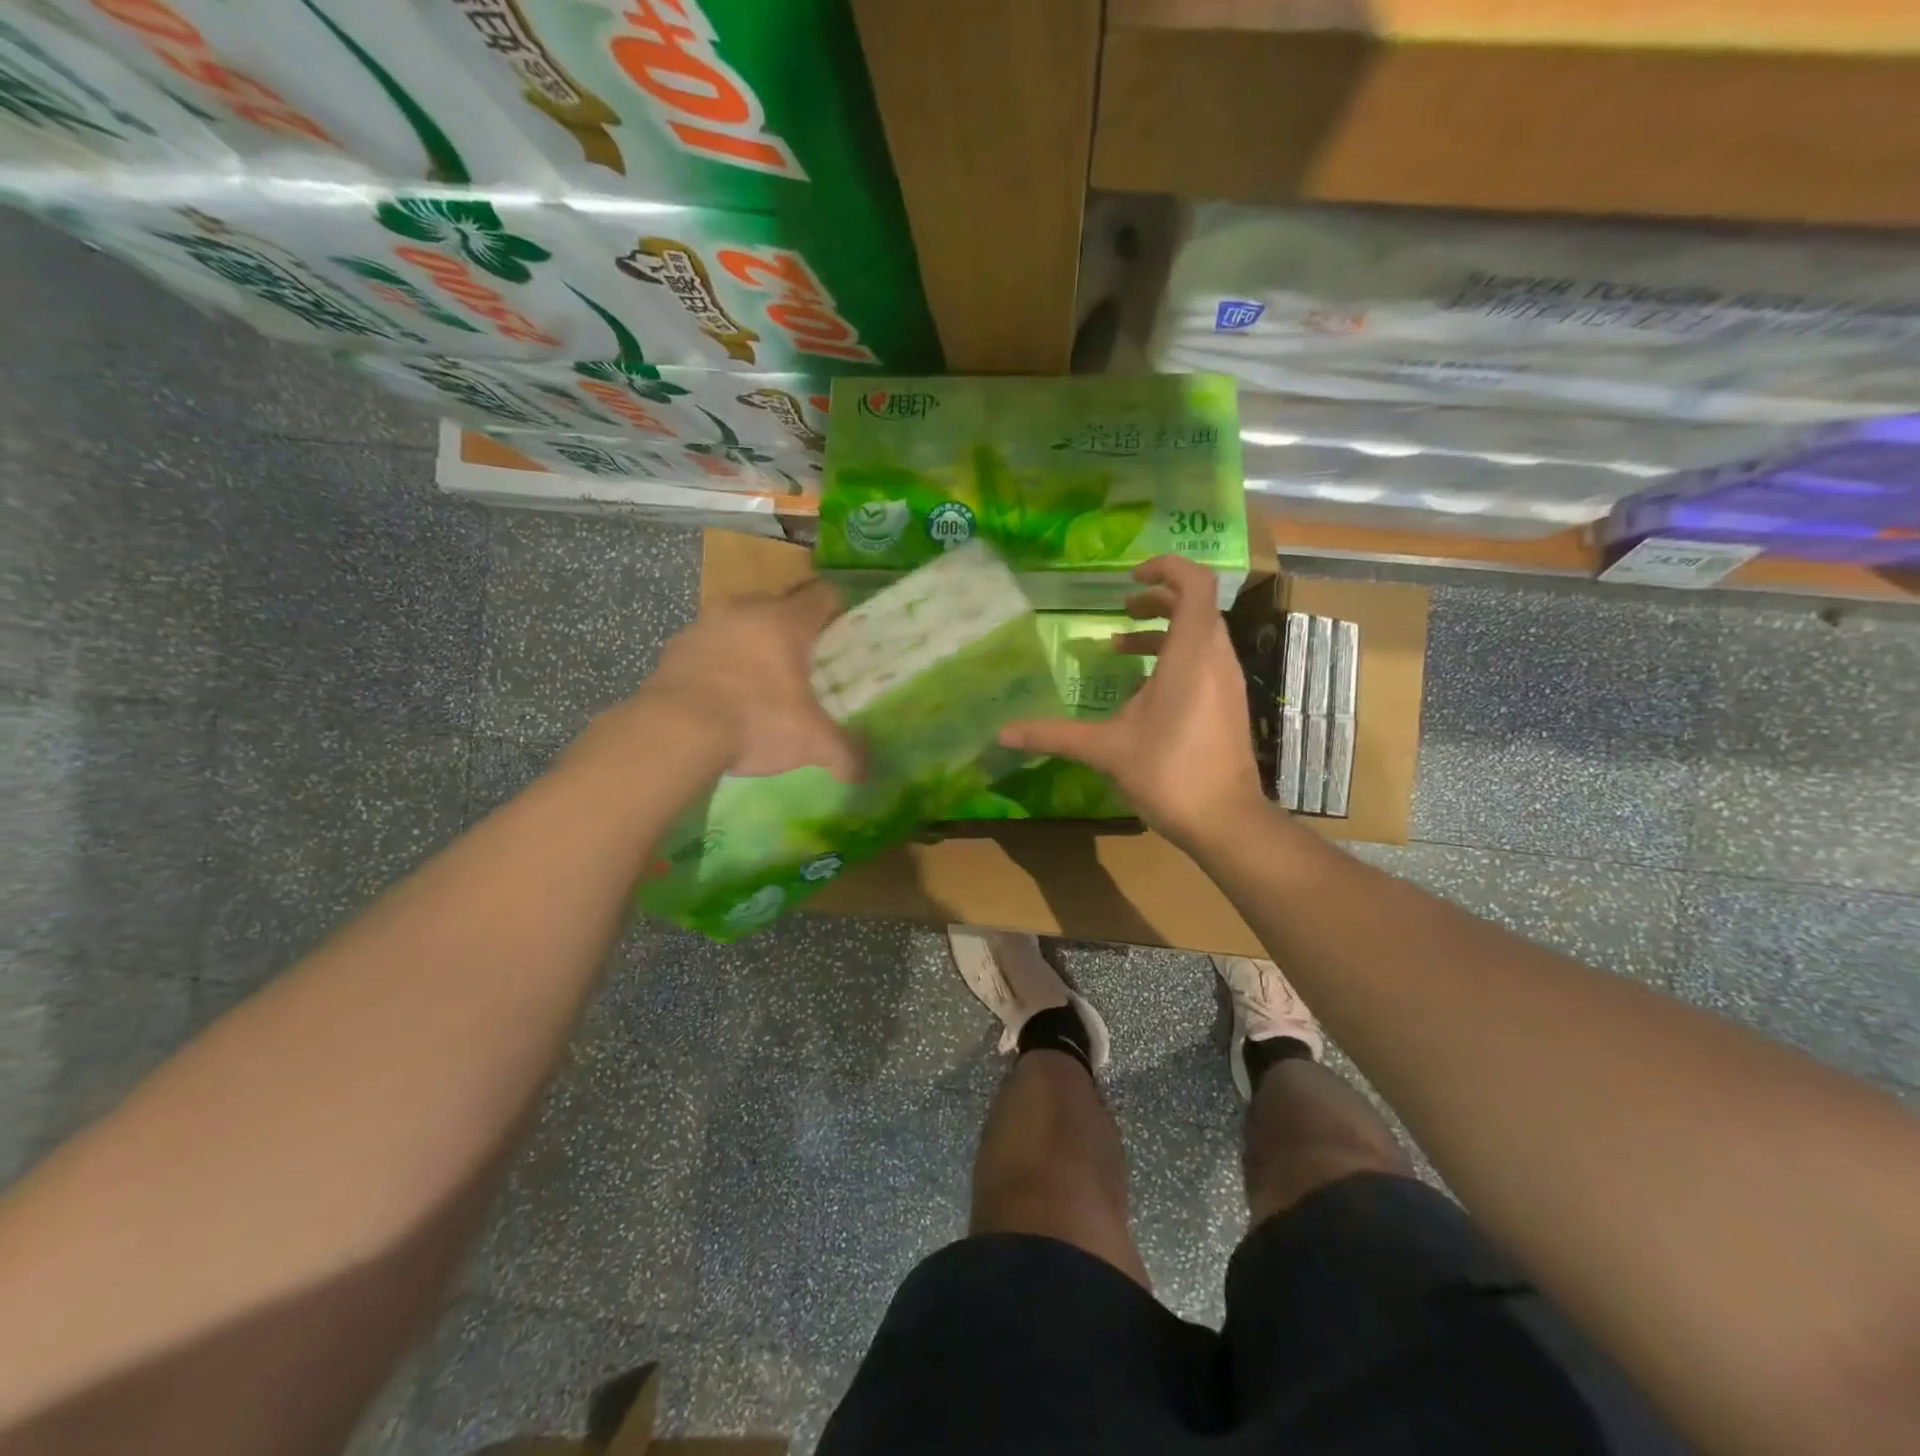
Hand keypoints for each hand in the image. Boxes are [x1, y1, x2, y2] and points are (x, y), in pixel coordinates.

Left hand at [601, 580, 859, 780]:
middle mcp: (745, 609)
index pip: (823, 595)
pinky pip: (708, 646)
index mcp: (785, 620)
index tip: (841, 637)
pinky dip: (719, 663)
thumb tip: (862, 773)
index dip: (838, 612)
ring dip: (752, 645)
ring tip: (759, 685)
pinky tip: (721, 697)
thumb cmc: (756, 721)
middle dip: (793, 632)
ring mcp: (705, 624)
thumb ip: (844, 754)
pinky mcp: (674, 647)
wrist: (673, 732)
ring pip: (740, 624)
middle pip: (780, 606)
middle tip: (804, 668)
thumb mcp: (811, 743)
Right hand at [1000, 556, 1269, 850]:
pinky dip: (1175, 658)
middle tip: (1123, 608)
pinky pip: (1204, 662)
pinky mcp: (1229, 705)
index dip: (1167, 568)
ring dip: (1164, 632)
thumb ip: (1054, 735)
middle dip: (1158, 600)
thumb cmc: (1168, 772)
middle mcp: (1215, 659)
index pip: (1195, 584)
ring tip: (1121, 646)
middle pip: (1197, 606)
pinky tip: (1143, 690)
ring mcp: (1227, 683)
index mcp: (1190, 655)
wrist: (1225, 821)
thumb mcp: (1105, 749)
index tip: (1130, 577)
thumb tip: (1003, 733)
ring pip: (1201, 635)